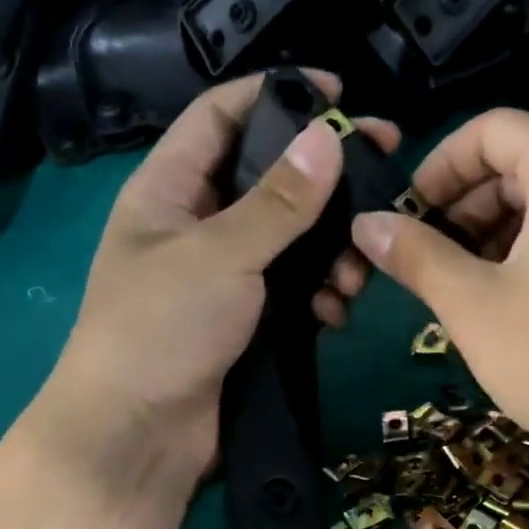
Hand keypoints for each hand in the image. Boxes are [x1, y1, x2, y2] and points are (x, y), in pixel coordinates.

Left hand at [31, 72, 396, 490]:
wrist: (141, 435)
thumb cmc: (162, 328)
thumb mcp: (220, 255)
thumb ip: (277, 202)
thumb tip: (329, 139)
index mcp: (170, 189)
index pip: (223, 116)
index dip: (277, 94)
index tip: (340, 94)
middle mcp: (199, 225)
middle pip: (271, 181)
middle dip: (327, 180)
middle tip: (387, 173)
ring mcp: (227, 277)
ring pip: (293, 242)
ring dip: (332, 250)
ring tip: (358, 271)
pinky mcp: (250, 321)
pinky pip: (296, 291)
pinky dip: (321, 295)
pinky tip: (336, 312)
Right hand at [350, 109, 528, 469]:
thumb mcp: (472, 303)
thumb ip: (415, 255)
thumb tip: (366, 224)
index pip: (489, 131)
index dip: (438, 168)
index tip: (406, 217)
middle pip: (519, 163)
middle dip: (464, 206)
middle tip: (428, 259)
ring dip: (494, 233)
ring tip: (461, 287)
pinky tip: (508, 300)